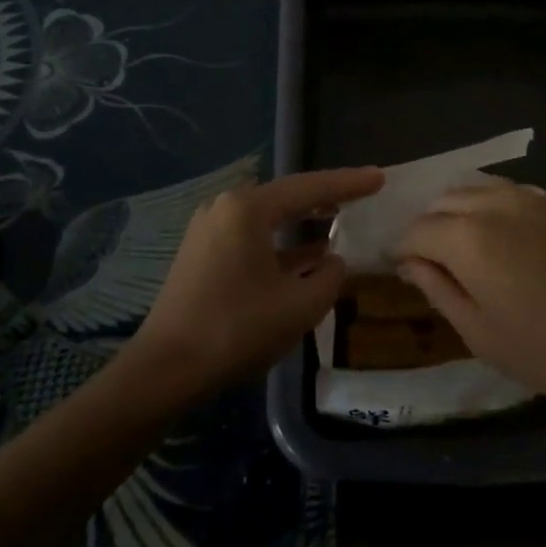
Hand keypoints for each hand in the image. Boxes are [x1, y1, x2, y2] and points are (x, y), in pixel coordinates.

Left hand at [131, 166, 383, 393]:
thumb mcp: (300, 306)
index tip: (379, 177)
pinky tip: (306, 257)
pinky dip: (281, 244)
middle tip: (362, 193)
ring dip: (303, 222)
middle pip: (287, 196)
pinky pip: (252, 237)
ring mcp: (209, 230)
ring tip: (338, 220)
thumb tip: (333, 262)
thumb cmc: (237, 330)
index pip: (310, 187)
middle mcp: (225, 208)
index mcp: (248, 209)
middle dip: (325, 197)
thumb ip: (329, 278)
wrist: (165, 370)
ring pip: (268, 218)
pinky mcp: (202, 254)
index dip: (349, 183)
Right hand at [395, 178, 545, 426]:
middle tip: (431, 261)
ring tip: (464, 246)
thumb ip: (439, 291)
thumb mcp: (481, 334)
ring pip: (480, 188)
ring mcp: (535, 200)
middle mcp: (497, 205)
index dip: (402, 249)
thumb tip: (411, 263)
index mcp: (468, 238)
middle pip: (445, 201)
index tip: (401, 270)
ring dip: (461, 211)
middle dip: (429, 226)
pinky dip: (494, 207)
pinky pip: (514, 194)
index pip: (417, 230)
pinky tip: (506, 238)